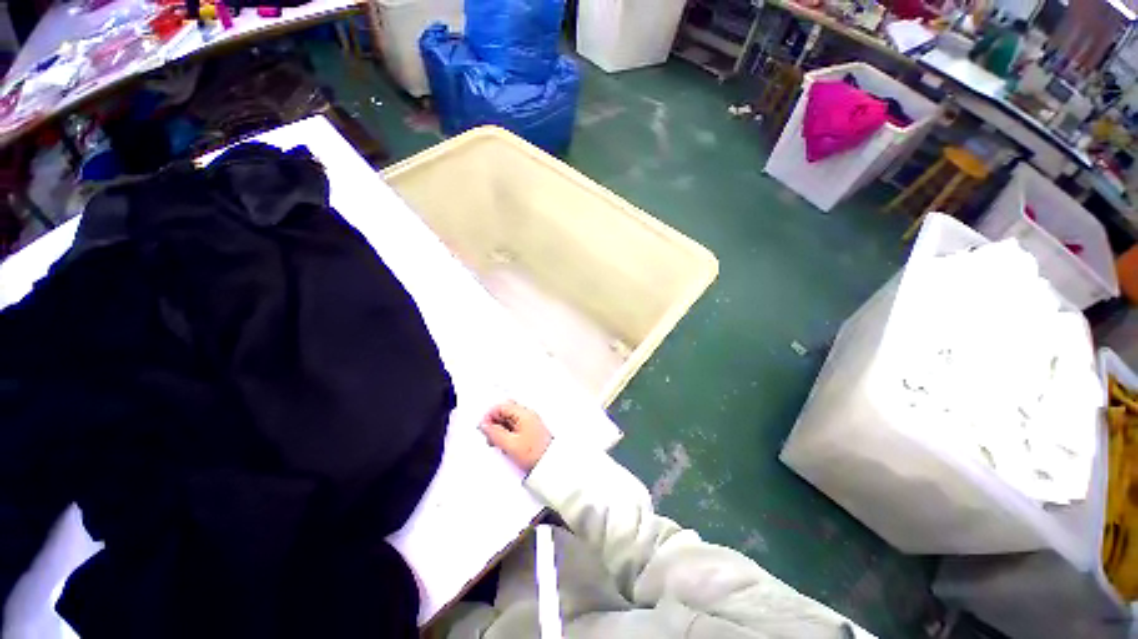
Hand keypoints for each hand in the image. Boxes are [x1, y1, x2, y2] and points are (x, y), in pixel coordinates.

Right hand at [479, 401, 551, 472]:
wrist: (550, 465)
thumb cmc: (534, 453)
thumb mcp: (509, 444)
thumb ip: (494, 433)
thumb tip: (484, 426)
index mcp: (523, 413)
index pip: (502, 406)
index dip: (489, 415)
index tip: (483, 427)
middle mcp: (528, 415)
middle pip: (506, 412)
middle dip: (494, 423)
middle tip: (489, 437)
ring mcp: (530, 423)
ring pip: (509, 420)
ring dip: (500, 430)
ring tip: (497, 443)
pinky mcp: (531, 431)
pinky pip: (515, 427)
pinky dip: (507, 434)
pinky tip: (505, 445)